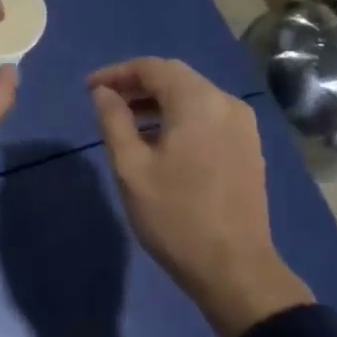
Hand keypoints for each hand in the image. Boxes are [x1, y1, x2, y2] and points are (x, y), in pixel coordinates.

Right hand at [89, 58, 311, 336]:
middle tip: (105, 103)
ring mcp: (243, 126)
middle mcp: (227, 103)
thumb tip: (103, 93)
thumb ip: (113, 121)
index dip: (117, 72)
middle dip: (137, 85)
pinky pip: (208, 117)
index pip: (153, 68)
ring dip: (158, 103)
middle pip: (176, 78)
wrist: (235, 269)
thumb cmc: (175, 216)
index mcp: (199, 102)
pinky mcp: (248, 148)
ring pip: (193, 97)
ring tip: (127, 124)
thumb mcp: (131, 168)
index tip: (89, 89)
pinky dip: (180, 118)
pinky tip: (160, 143)